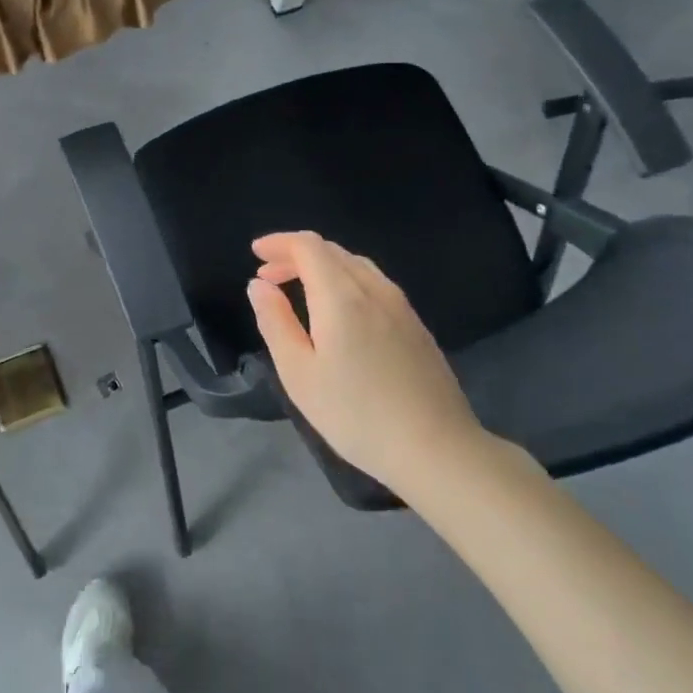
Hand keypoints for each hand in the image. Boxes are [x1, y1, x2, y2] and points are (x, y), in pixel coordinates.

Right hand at [246, 232, 484, 496]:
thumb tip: (259, 285)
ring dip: (322, 266)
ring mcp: (401, 306)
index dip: (279, 243)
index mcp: (341, 297)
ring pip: (356, 266)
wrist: (437, 449)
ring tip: (298, 289)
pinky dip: (345, 281)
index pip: (309, 247)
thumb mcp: (299, 373)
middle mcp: (374, 289)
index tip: (256, 253)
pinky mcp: (416, 325)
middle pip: (332, 251)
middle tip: (268, 275)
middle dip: (296, 254)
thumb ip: (275, 322)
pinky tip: (338, 311)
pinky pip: (374, 284)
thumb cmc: (356, 414)